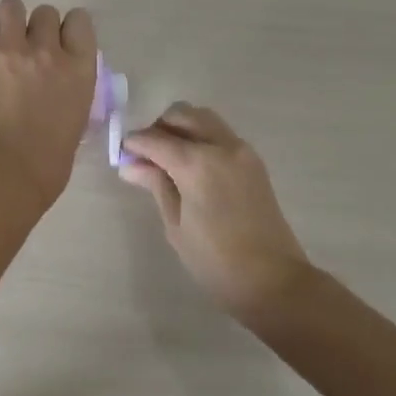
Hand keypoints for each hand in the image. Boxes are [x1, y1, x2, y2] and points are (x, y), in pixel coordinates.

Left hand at [0, 0, 98, 208]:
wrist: (7, 173)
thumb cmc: (49, 161)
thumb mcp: (76, 118)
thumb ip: (70, 89)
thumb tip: (57, 83)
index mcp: (80, 69)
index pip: (80, 21)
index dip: (68, 29)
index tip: (59, 43)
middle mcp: (48, 50)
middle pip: (45, 12)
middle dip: (36, 28)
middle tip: (25, 52)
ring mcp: (11, 50)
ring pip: (11, 7)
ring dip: (7, 23)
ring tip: (0, 46)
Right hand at [121, 104, 314, 321]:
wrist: (273, 280)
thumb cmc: (216, 260)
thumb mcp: (176, 224)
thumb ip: (155, 184)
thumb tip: (130, 165)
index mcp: (197, 163)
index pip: (155, 139)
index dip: (134, 143)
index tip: (122, 154)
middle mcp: (220, 145)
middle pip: (182, 115)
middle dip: (159, 127)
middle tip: (146, 154)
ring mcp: (241, 150)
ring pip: (203, 118)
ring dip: (181, 127)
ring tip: (169, 157)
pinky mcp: (253, 160)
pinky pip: (220, 133)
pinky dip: (201, 136)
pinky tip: (192, 164)